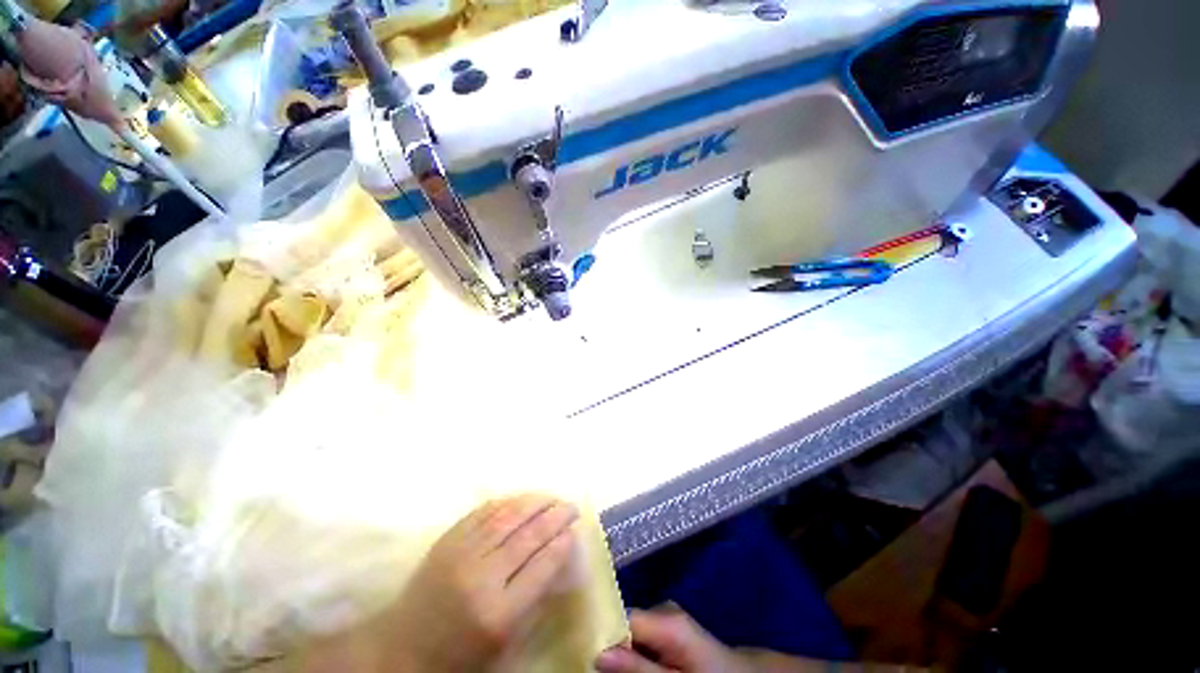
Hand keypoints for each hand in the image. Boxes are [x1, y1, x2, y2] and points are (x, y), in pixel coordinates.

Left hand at [295, 494, 579, 671]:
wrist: (403, 647)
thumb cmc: (459, 655)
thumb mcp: (505, 642)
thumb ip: (535, 599)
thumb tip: (559, 556)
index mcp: (498, 613)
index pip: (542, 566)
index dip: (563, 543)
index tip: (576, 530)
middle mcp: (482, 577)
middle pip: (529, 535)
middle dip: (556, 516)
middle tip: (572, 506)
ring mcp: (462, 553)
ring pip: (509, 516)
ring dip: (536, 501)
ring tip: (552, 497)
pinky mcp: (448, 539)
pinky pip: (485, 511)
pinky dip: (509, 501)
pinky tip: (522, 498)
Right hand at [595, 606, 756, 672]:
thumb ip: (639, 668)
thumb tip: (598, 652)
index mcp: (666, 619)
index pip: (622, 614)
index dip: (601, 631)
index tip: (582, 648)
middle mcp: (663, 608)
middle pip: (625, 620)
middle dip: (611, 642)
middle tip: (594, 664)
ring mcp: (666, 614)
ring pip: (632, 628)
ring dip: (622, 648)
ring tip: (608, 664)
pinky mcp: (668, 624)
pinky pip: (642, 634)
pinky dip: (634, 648)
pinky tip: (631, 663)